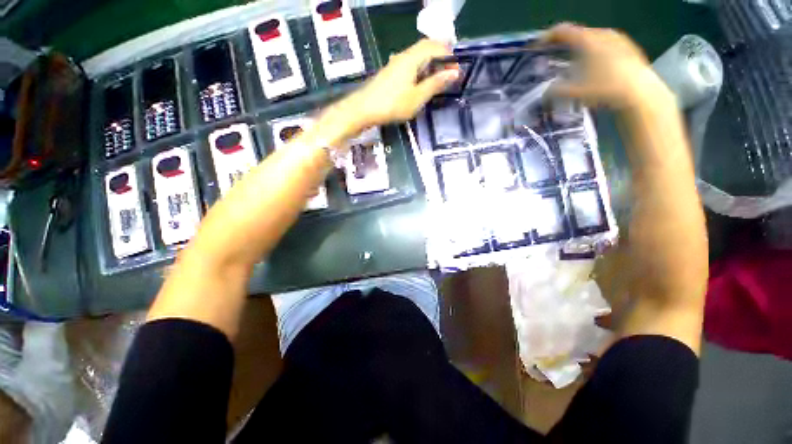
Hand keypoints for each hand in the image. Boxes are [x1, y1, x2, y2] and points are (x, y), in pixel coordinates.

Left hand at [343, 39, 458, 128]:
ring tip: (437, 79)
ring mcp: (394, 64)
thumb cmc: (392, 105)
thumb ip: (435, 84)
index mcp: (412, 59)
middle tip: (448, 72)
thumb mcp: (417, 97)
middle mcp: (403, 56)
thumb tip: (454, 72)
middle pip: (425, 47)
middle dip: (439, 56)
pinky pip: (409, 65)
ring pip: (416, 56)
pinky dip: (419, 69)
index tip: (456, 69)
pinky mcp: (389, 73)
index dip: (448, 55)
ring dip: (429, 63)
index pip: (434, 46)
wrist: (363, 109)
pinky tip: (420, 83)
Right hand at [545, 23, 673, 109]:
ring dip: (581, 47)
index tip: (539, 45)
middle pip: (579, 33)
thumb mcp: (575, 92)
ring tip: (574, 61)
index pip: (563, 31)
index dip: (548, 36)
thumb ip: (556, 90)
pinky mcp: (628, 48)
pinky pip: (605, 44)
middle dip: (565, 43)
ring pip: (593, 39)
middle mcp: (603, 34)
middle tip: (555, 54)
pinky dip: (594, 51)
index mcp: (588, 40)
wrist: (640, 93)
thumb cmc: (605, 89)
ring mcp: (618, 39)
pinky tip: (593, 65)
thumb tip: (546, 90)